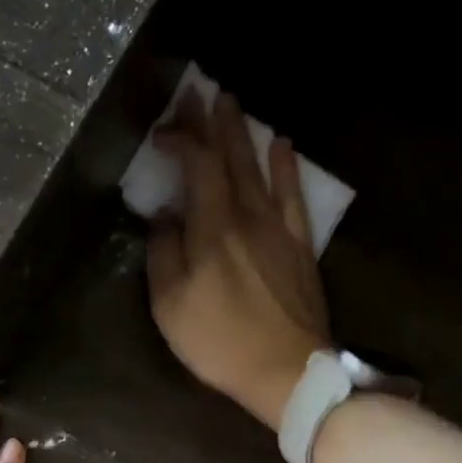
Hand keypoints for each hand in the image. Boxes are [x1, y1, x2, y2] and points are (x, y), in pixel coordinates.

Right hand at [146, 89, 332, 429]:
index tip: (162, 132)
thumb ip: (163, 253)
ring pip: (260, 170)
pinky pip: (294, 197)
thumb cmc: (219, 341)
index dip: (180, 140)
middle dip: (213, 123)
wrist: (285, 371)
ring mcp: (278, 230)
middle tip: (202, 91)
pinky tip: (283, 146)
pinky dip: (287, 168)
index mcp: (212, 227)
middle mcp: (247, 216)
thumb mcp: (170, 304)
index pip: (198, 165)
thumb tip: (165, 217)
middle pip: (230, 158)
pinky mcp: (299, 247)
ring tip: (234, 104)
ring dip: (245, 134)